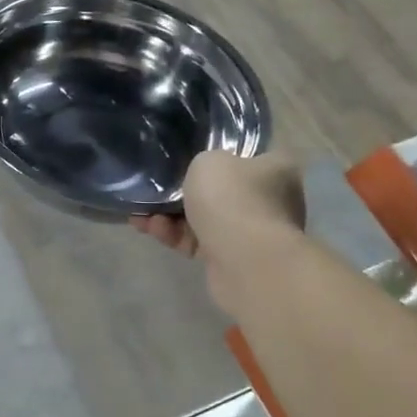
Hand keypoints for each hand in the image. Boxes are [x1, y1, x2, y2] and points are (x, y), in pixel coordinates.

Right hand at [132, 151, 304, 314]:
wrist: (245, 262)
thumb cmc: (233, 200)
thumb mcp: (210, 161)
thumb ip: (204, 162)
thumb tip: (205, 175)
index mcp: (276, 168)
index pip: (248, 154)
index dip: (217, 155)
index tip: (189, 158)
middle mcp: (272, 200)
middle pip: (223, 190)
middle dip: (184, 191)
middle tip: (156, 188)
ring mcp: (254, 233)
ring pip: (207, 218)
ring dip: (172, 216)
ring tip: (141, 212)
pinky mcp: (234, 260)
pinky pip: (199, 242)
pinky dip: (175, 236)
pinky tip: (148, 228)